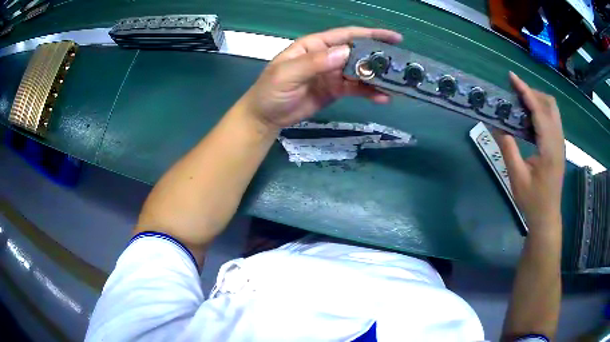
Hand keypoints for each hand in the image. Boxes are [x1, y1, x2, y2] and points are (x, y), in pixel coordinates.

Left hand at [240, 27, 402, 128]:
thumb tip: (345, 52)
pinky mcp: (336, 90)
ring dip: (377, 77)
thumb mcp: (287, 74)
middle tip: (400, 64)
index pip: (346, 35)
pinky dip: (369, 92)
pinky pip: (356, 89)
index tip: (392, 37)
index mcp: (315, 45)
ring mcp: (333, 73)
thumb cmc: (271, 90)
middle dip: (379, 57)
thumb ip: (314, 63)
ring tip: (395, 84)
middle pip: (358, 52)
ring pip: (360, 72)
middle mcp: (327, 56)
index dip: (370, 34)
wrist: (266, 116)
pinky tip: (382, 97)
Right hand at [494, 72, 564, 228]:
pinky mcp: (559, 147)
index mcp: (549, 148)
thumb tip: (497, 125)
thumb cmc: (532, 200)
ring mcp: (560, 143)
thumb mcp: (517, 177)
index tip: (512, 77)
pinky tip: (530, 119)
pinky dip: (541, 111)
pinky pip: (552, 120)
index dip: (525, 91)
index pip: (539, 111)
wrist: (547, 216)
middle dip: (533, 93)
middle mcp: (558, 141)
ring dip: (537, 101)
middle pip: (550, 104)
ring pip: (553, 110)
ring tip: (521, 103)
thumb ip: (508, 149)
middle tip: (515, 93)